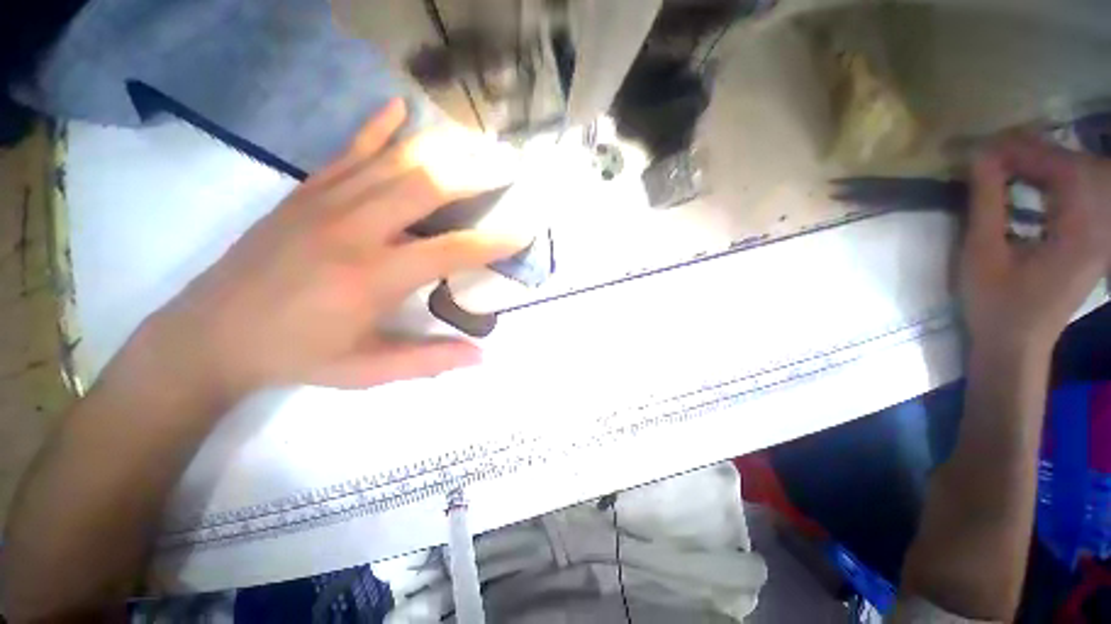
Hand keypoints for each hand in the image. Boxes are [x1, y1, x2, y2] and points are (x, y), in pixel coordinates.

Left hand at [135, 99, 524, 400]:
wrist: (210, 334)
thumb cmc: (297, 356)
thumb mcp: (367, 371)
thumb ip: (429, 361)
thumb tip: (483, 357)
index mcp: (373, 278)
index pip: (451, 250)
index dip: (494, 241)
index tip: (525, 228)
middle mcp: (355, 230)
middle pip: (427, 186)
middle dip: (477, 172)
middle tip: (511, 164)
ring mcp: (326, 203)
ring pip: (395, 161)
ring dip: (443, 147)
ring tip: (478, 140)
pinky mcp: (306, 192)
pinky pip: (349, 150)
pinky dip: (378, 127)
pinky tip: (400, 108)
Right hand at [962, 134, 1110, 355]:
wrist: (1015, 346)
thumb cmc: (994, 305)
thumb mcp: (982, 254)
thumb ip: (987, 202)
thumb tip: (981, 157)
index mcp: (1079, 234)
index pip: (1065, 171)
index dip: (1027, 151)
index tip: (987, 145)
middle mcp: (1100, 229)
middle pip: (1079, 169)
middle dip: (1037, 152)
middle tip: (995, 151)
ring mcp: (1099, 235)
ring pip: (1081, 178)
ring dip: (1046, 164)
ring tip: (1008, 161)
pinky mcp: (1091, 240)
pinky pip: (1080, 195)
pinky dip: (1054, 180)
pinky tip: (1029, 181)